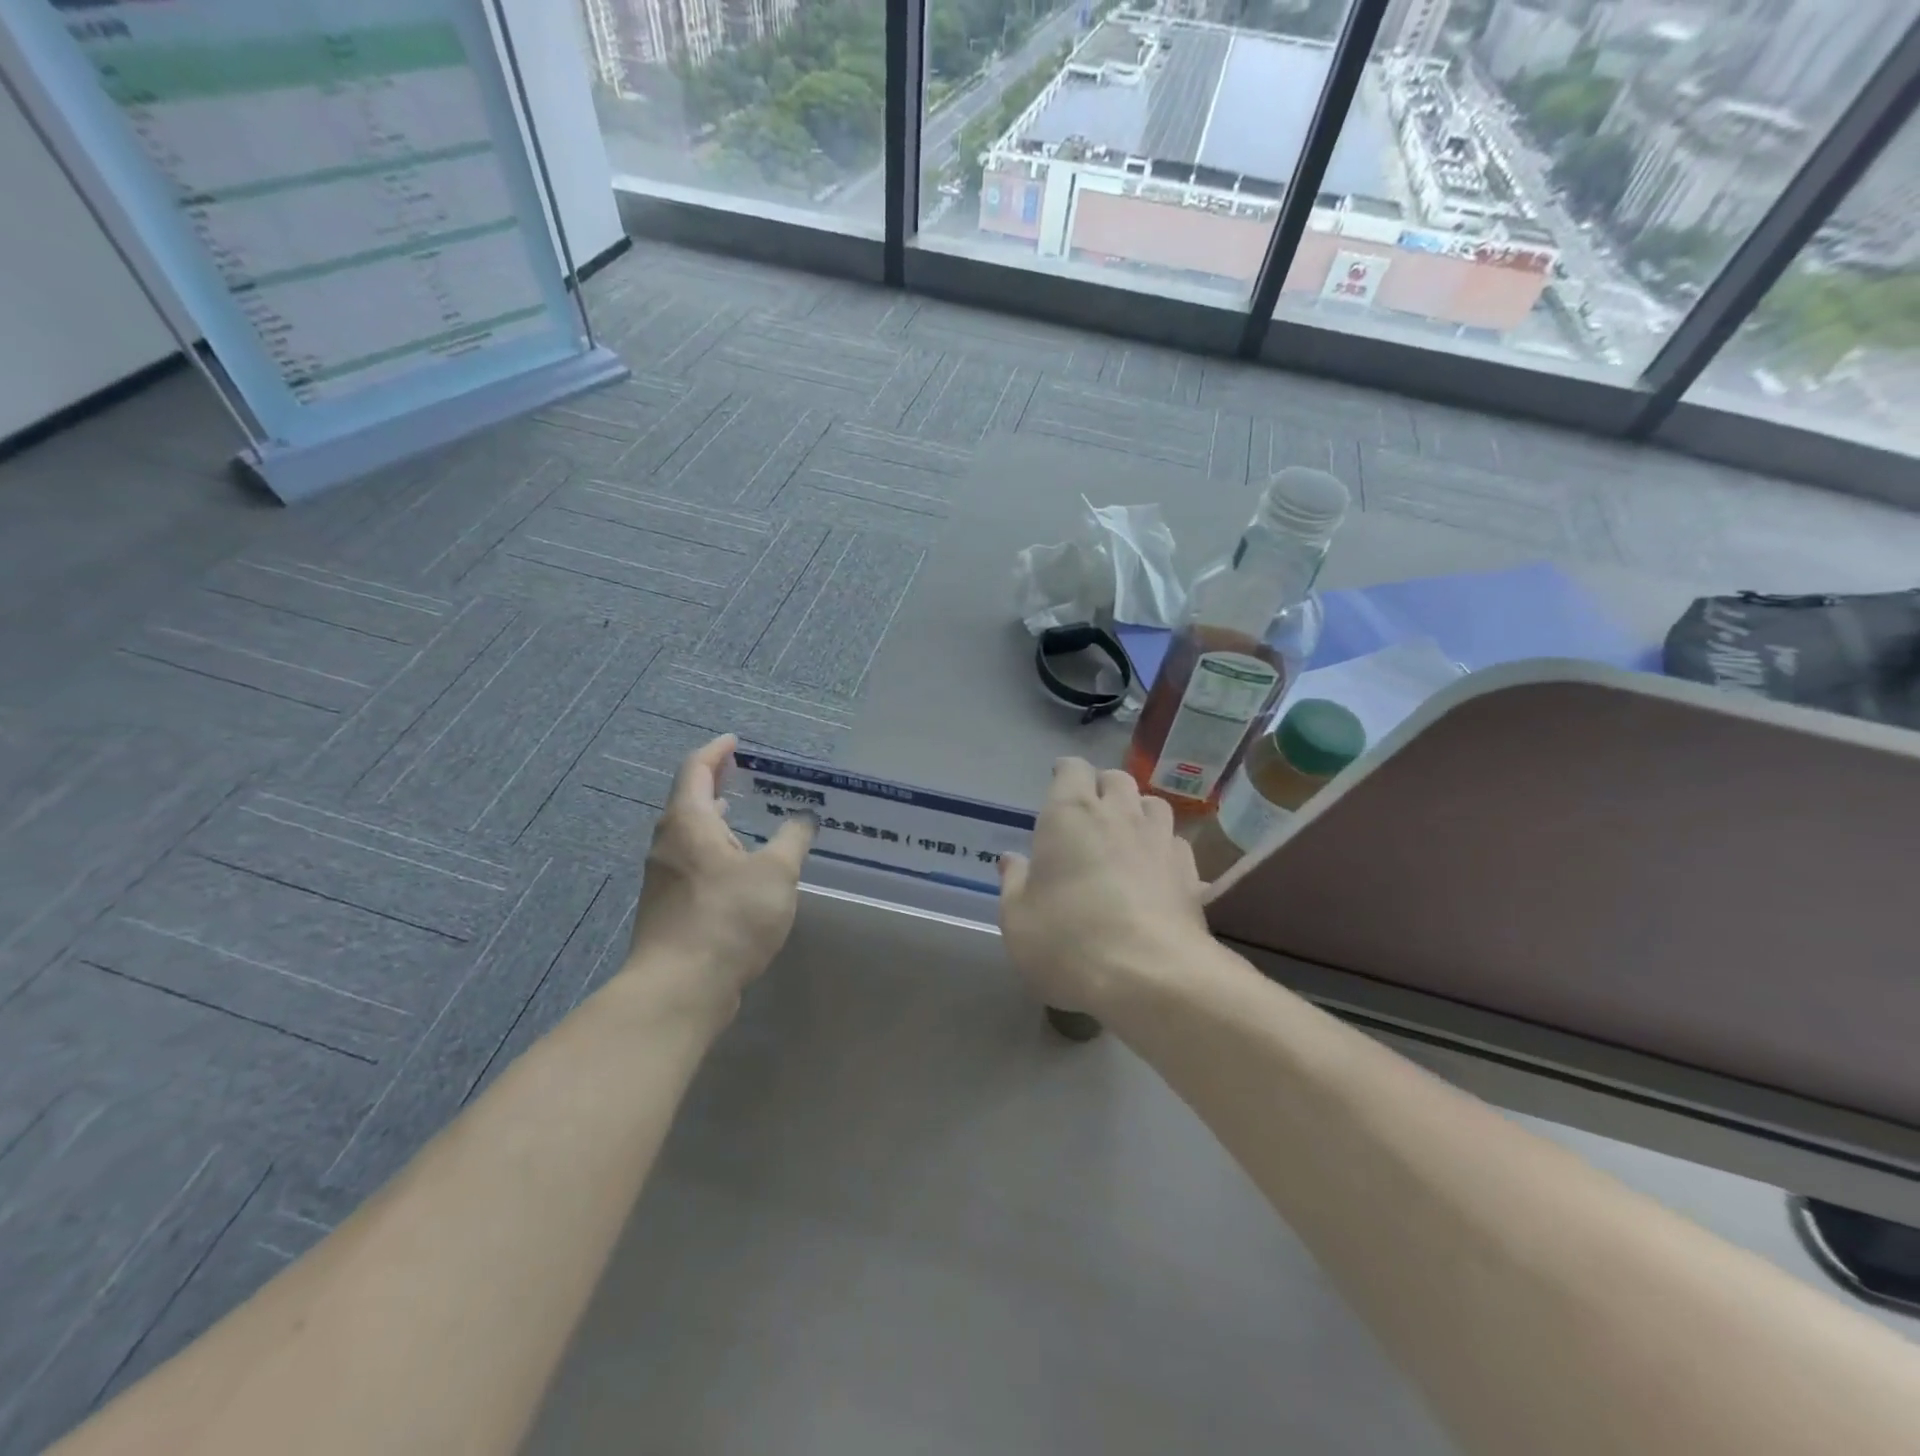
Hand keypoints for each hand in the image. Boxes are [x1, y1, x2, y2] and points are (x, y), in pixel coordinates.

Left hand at [624, 734, 814, 1014]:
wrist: (680, 989)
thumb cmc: (727, 918)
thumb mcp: (775, 873)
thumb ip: (792, 839)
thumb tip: (804, 817)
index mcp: (689, 822)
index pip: (697, 769)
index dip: (717, 751)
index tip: (736, 742)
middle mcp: (668, 843)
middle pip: (690, 800)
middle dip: (717, 784)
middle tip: (747, 776)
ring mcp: (664, 878)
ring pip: (691, 835)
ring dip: (717, 820)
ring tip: (748, 817)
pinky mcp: (669, 908)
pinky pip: (694, 863)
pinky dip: (716, 850)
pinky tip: (741, 869)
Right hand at [997, 759, 1208, 1015]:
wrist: (1150, 976)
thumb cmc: (1068, 941)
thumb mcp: (1018, 919)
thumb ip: (1014, 883)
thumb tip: (1012, 860)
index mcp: (1070, 815)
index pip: (1072, 770)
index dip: (1065, 773)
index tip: (1058, 782)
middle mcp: (1118, 815)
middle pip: (1116, 779)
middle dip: (1102, 787)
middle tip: (1090, 811)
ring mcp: (1159, 841)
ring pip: (1154, 804)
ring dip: (1139, 811)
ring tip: (1127, 834)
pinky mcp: (1189, 872)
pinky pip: (1177, 844)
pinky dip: (1165, 849)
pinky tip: (1157, 871)